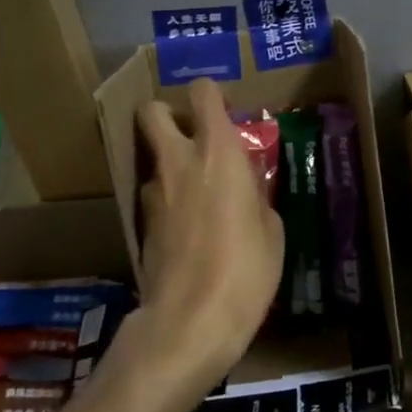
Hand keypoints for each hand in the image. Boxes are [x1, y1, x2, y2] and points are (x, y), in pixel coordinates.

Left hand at [134, 79, 284, 391]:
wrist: (191, 318)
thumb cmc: (247, 268)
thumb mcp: (272, 229)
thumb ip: (256, 197)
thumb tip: (247, 193)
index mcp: (218, 152)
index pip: (203, 92)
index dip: (212, 95)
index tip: (225, 113)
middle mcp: (178, 161)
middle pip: (152, 111)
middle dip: (167, 115)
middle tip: (192, 138)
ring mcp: (152, 193)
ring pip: (152, 159)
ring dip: (170, 166)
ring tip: (196, 196)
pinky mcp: (139, 225)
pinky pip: (153, 197)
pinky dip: (167, 202)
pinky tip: (187, 231)